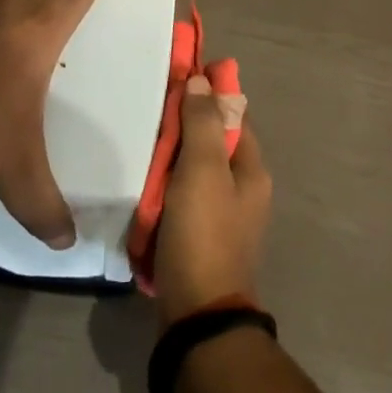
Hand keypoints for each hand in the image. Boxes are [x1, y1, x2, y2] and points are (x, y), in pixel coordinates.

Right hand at [154, 75, 271, 324]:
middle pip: (213, 141)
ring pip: (195, 168)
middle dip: (184, 125)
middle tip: (149, 109)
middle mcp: (243, 188)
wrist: (197, 315)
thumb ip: (203, 125)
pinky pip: (182, 195)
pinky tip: (142, 178)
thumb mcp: (203, 172)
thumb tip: (202, 81)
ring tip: (139, 138)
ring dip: (172, 155)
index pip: (233, 114)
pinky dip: (165, 184)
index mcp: (252, 169)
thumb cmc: (204, 234)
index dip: (209, 93)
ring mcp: (222, 214)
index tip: (177, 76)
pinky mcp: (200, 235)